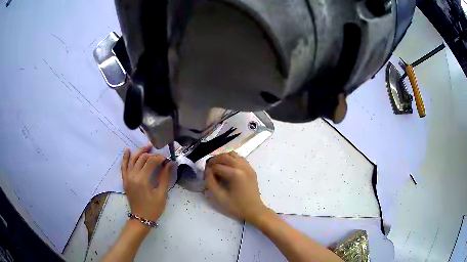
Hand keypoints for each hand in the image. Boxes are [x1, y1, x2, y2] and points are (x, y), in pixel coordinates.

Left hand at [121, 144, 173, 222]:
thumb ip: (165, 177)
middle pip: (142, 159)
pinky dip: (125, 157)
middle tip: (160, 155)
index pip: (151, 162)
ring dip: (139, 152)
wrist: (141, 218)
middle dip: (151, 154)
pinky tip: (128, 150)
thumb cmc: (153, 208)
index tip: (167, 159)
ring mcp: (127, 177)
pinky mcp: (124, 180)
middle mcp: (133, 176)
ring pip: (132, 160)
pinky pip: (123, 166)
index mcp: (142, 180)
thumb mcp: (161, 194)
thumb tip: (170, 164)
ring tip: (147, 146)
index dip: (159, 158)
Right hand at [204, 151, 268, 223]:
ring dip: (223, 157)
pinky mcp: (251, 169)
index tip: (204, 175)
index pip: (217, 166)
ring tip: (217, 165)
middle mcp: (242, 167)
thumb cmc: (236, 206)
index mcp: (235, 174)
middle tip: (208, 167)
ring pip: (233, 154)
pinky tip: (227, 167)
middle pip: (225, 156)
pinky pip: (240, 158)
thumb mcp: (219, 197)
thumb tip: (207, 171)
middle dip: (214, 160)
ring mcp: (248, 167)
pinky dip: (232, 159)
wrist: (254, 211)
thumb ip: (210, 182)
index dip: (208, 169)